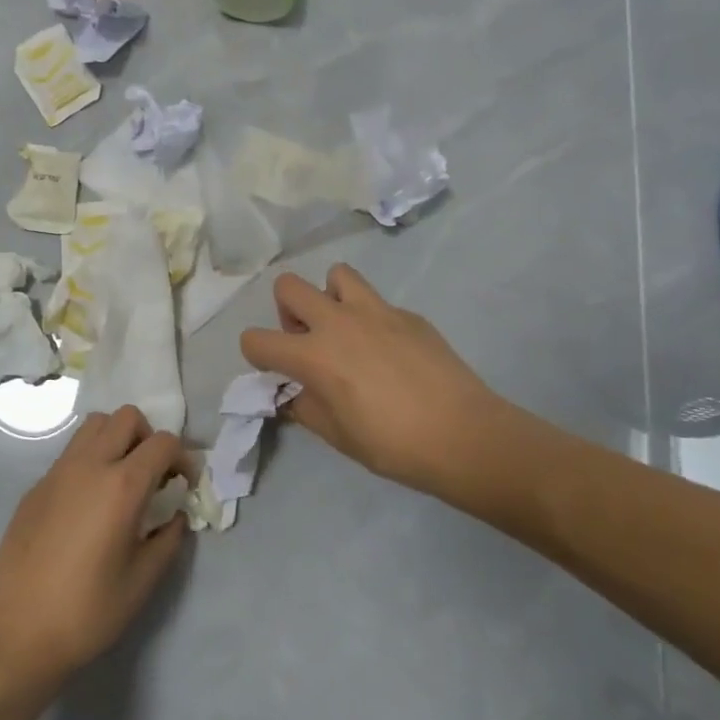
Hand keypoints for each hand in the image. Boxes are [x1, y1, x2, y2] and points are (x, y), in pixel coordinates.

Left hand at [0, 406, 190, 693]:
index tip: (185, 485)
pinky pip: (70, 453)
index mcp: (121, 486)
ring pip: (94, 425)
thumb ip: (168, 540)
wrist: (15, 635)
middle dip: (148, 437)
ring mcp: (57, 473)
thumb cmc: (86, 612)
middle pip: (126, 417)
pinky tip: (88, 505)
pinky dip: (89, 460)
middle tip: (153, 476)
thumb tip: (176, 516)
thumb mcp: (142, 582)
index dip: (183, 457)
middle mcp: (89, 466)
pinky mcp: (35, 488)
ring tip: (121, 480)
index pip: (162, 442)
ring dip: (116, 439)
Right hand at [240, 266, 515, 498]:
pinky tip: (391, 351)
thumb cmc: (392, 444)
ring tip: (346, 330)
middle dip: (287, 310)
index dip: (257, 354)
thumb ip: (305, 407)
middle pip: (288, 286)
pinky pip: (376, 302)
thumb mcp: (336, 436)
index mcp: (313, 355)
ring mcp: (375, 311)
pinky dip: (371, 318)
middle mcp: (337, 322)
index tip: (276, 370)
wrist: (462, 434)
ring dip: (330, 297)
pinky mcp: (407, 313)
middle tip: (308, 339)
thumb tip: (294, 394)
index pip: (256, 339)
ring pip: (336, 274)